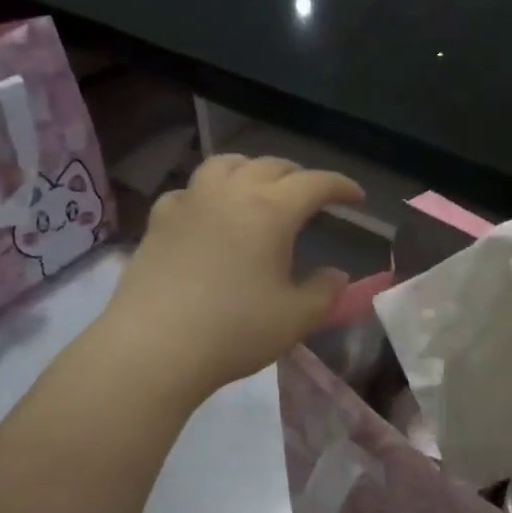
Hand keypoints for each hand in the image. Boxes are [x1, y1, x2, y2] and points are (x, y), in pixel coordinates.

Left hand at [101, 154, 362, 400]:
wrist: (154, 347)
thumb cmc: (234, 331)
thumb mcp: (295, 318)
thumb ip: (324, 292)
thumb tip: (336, 275)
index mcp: (271, 210)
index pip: (315, 183)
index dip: (341, 185)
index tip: (357, 197)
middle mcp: (230, 193)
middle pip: (271, 165)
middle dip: (299, 175)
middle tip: (312, 195)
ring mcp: (190, 202)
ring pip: (225, 165)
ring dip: (251, 169)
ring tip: (260, 187)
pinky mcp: (159, 220)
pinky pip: (190, 190)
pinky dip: (208, 192)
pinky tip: (208, 212)